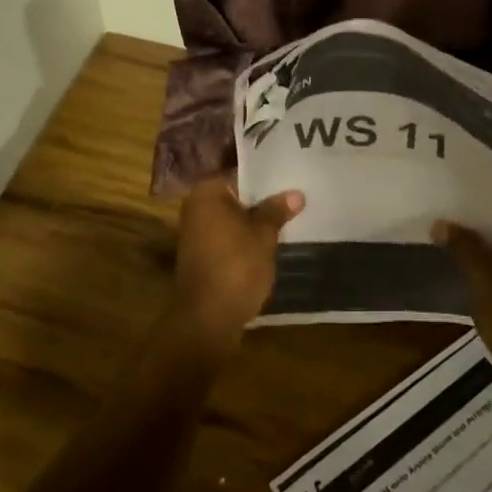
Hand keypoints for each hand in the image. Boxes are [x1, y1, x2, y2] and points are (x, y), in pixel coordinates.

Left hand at [166, 176, 303, 359]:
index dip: (268, 175)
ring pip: (233, 217)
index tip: (291, 176)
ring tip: (288, 216)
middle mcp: (196, 206)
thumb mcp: (263, 235)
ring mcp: (196, 232)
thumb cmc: (236, 266)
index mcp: (207, 192)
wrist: (207, 319)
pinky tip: (269, 241)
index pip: (241, 173)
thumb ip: (277, 210)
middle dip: (262, 198)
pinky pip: (228, 237)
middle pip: (236, 195)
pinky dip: (245, 238)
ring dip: (255, 220)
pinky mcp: (201, 255)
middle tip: (295, 194)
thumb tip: (296, 193)